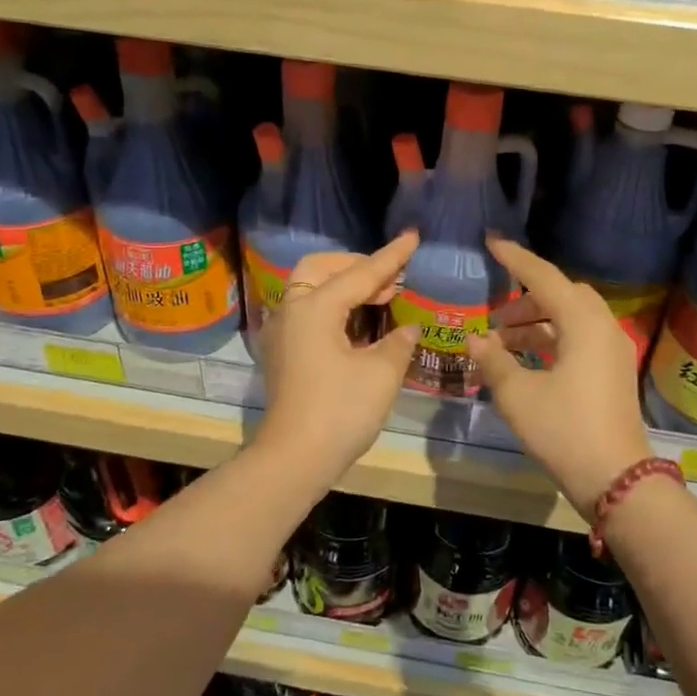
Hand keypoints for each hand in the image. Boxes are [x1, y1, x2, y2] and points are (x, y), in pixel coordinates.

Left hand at [252, 230, 420, 492]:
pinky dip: (334, 307)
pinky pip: (308, 312)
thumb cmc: (340, 411)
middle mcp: (292, 310)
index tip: (413, 236)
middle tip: (391, 278)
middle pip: (321, 269)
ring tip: (382, 297)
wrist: (294, 459)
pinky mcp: (283, 353)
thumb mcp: (381, 373)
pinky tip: (360, 324)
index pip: (361, 273)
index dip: (392, 257)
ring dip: (344, 286)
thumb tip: (407, 328)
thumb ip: (398, 342)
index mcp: (314, 307)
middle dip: (357, 266)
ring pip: (311, 290)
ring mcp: (283, 332)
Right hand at [466, 237, 652, 519]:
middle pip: (563, 295)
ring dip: (537, 322)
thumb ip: (494, 361)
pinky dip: (552, 340)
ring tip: (502, 341)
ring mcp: (612, 351)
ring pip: (572, 319)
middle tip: (496, 315)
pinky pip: (579, 340)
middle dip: (527, 298)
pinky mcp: (613, 372)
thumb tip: (475, 339)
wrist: (616, 478)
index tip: (492, 242)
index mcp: (583, 323)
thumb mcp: (518, 395)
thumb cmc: (564, 430)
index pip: (544, 277)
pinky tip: (526, 360)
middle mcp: (603, 328)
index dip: (516, 259)